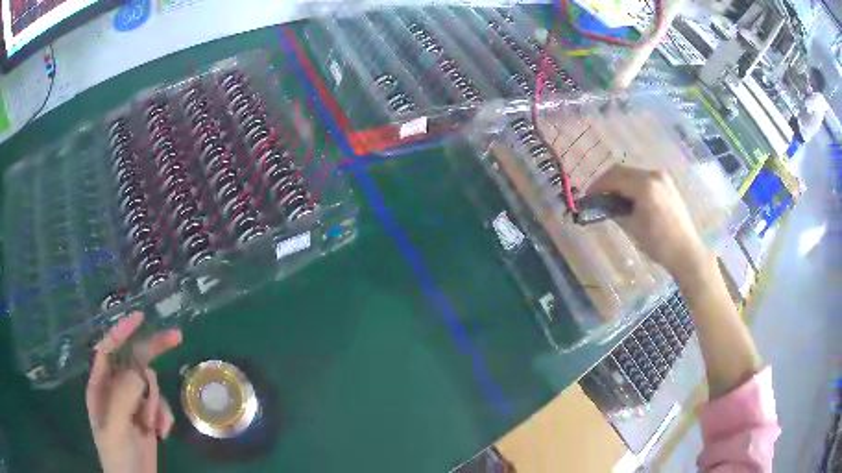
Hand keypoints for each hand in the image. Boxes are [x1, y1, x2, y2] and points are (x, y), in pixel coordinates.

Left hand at [86, 312, 181, 472]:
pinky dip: (163, 418)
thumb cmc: (117, 456)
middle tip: (176, 337)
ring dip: (156, 405)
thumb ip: (123, 396)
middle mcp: (115, 390)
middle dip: (152, 353)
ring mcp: (133, 405)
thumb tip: (141, 369)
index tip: (141, 318)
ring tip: (151, 426)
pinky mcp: (148, 419)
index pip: (108, 349)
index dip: (122, 331)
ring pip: (150, 387)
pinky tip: (160, 434)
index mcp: (100, 386)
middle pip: (134, 362)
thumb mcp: (115, 427)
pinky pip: (160, 407)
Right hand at [588, 165, 708, 281]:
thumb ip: (615, 211)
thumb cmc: (658, 243)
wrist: (685, 251)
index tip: (588, 197)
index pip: (614, 177)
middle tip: (597, 197)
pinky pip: (643, 179)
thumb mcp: (632, 227)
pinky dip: (632, 185)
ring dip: (620, 183)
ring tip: (612, 200)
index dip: (598, 185)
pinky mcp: (667, 184)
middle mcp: (653, 175)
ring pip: (633, 174)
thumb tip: (601, 204)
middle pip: (622, 171)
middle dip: (607, 182)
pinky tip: (629, 200)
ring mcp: (662, 178)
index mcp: (644, 185)